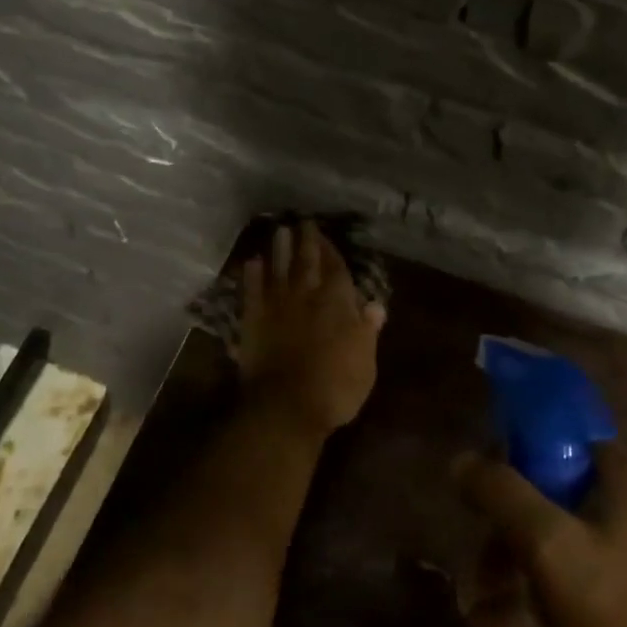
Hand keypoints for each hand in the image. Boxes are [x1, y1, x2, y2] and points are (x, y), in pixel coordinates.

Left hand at [233, 221, 386, 440]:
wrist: (286, 405)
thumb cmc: (335, 387)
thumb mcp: (365, 362)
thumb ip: (367, 330)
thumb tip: (374, 305)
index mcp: (337, 303)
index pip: (336, 269)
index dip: (331, 250)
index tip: (326, 235)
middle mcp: (307, 296)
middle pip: (307, 262)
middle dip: (306, 240)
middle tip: (302, 221)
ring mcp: (277, 305)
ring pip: (279, 268)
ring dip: (279, 249)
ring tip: (280, 230)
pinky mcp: (253, 320)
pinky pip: (252, 290)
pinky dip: (252, 275)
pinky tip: (252, 262)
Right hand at [458, 444, 626, 626]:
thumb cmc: (626, 623)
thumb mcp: (549, 549)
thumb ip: (501, 494)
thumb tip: (461, 459)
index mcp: (626, 478)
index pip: (556, 440)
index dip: (512, 460)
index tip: (481, 499)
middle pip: (553, 497)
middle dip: (507, 535)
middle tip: (479, 575)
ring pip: (563, 545)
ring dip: (518, 574)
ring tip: (485, 618)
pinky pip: (583, 582)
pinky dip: (546, 600)